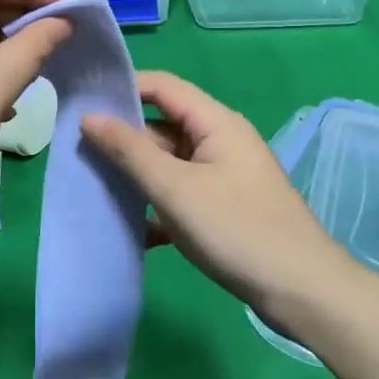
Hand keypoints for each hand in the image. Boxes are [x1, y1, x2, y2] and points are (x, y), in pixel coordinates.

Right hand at [81, 71, 351, 319]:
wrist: (302, 292)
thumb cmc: (237, 230)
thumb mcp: (175, 189)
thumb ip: (130, 151)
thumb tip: (90, 116)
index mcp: (215, 121)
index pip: (162, 86)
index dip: (123, 88)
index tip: (81, 103)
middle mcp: (221, 139)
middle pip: (163, 125)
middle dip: (124, 138)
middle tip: (76, 153)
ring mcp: (224, 175)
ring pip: (170, 163)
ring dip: (137, 175)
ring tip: (93, 188)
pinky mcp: (225, 207)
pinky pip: (182, 193)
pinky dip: (158, 204)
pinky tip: (131, 228)